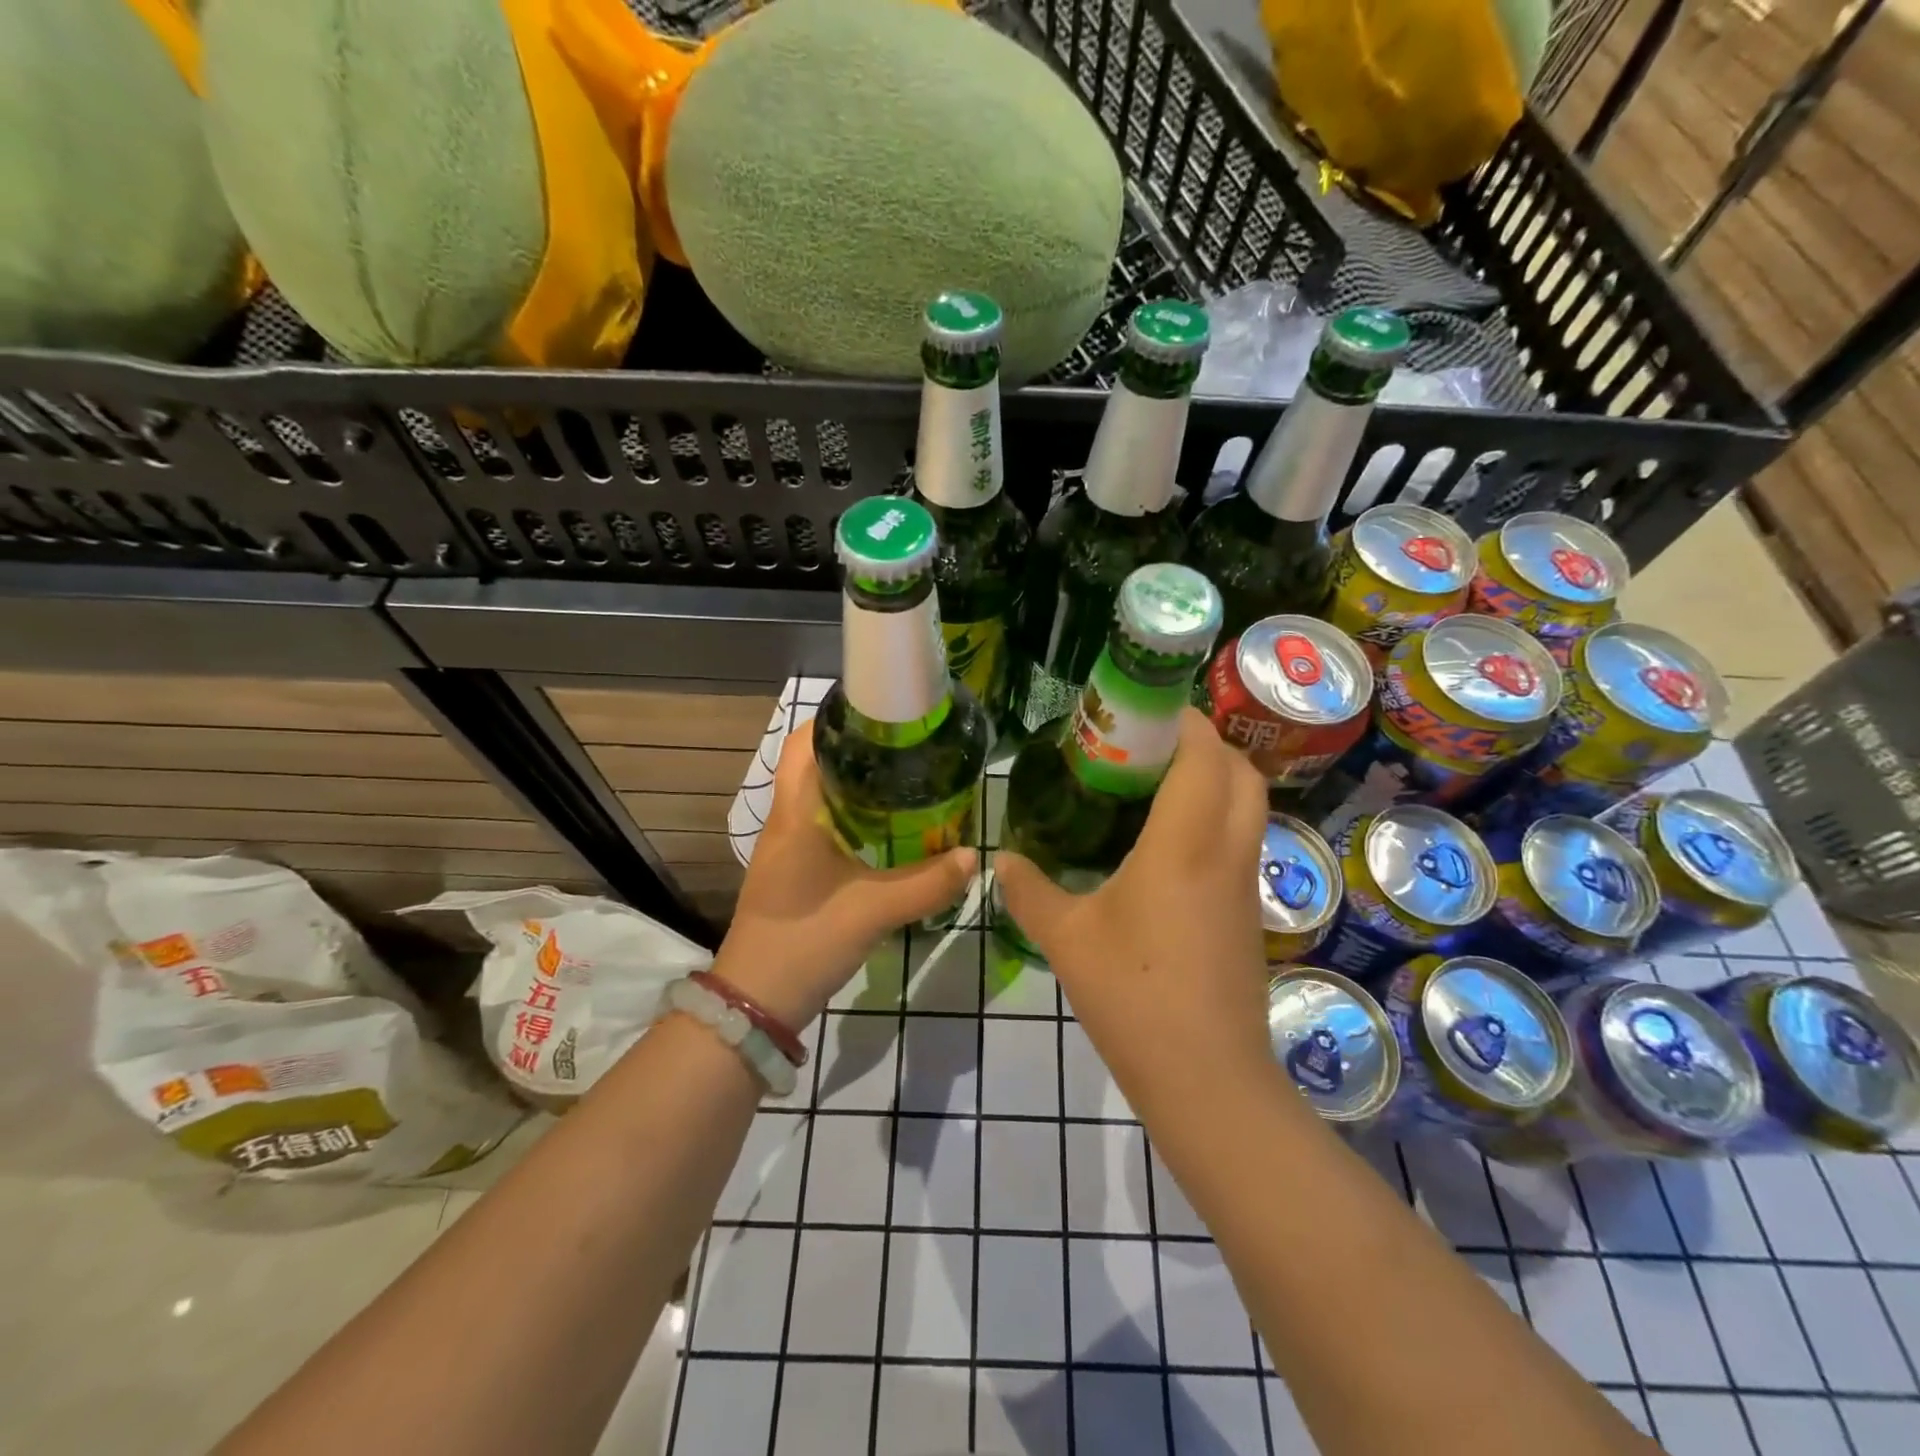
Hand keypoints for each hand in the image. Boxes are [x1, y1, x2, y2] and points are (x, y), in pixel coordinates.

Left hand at [713, 719, 975, 1027]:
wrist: (756, 1002)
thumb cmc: (805, 942)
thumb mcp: (873, 911)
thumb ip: (926, 883)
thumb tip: (972, 856)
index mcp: (794, 814)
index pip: (804, 743)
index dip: (836, 719)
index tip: (883, 711)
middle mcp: (785, 821)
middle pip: (815, 764)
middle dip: (858, 750)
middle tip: (908, 746)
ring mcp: (787, 847)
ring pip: (820, 796)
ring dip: (856, 784)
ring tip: (907, 779)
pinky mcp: (795, 871)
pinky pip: (824, 825)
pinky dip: (854, 816)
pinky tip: (888, 829)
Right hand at [994, 709, 1273, 1113]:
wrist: (1206, 1078)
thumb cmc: (1132, 996)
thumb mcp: (1067, 939)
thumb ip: (1030, 890)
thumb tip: (1001, 859)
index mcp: (1184, 845)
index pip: (1204, 757)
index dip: (1185, 722)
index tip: (1146, 710)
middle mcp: (1226, 853)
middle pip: (1241, 773)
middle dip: (1206, 744)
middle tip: (1151, 744)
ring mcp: (1245, 884)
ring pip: (1249, 807)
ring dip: (1215, 780)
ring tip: (1157, 784)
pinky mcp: (1248, 913)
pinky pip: (1241, 841)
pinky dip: (1216, 818)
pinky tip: (1168, 843)